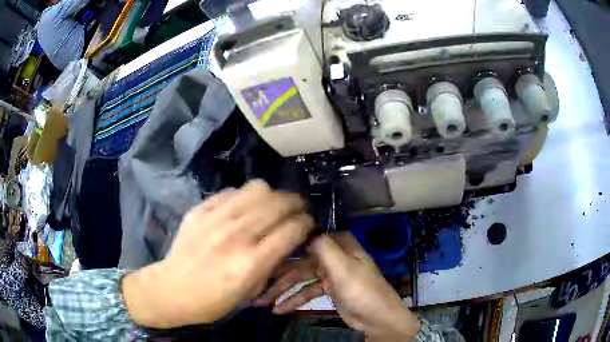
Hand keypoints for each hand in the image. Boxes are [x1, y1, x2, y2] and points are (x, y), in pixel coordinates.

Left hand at [122, 180, 314, 327]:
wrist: (172, 289)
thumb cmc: (214, 300)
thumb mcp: (251, 292)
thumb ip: (273, 263)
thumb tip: (288, 239)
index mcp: (252, 262)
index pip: (291, 229)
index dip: (306, 223)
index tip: (308, 223)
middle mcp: (236, 235)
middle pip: (279, 203)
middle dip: (296, 203)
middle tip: (297, 209)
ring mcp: (216, 218)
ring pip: (257, 189)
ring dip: (272, 195)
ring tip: (272, 205)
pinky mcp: (200, 210)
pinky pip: (231, 192)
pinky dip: (244, 197)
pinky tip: (242, 208)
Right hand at [259, 233, 419, 340]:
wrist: (377, 318)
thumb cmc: (362, 290)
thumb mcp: (343, 268)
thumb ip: (323, 247)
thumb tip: (304, 227)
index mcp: (339, 245)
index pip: (308, 239)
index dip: (287, 244)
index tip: (264, 249)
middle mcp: (333, 256)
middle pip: (300, 263)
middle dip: (279, 275)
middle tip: (257, 283)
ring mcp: (329, 274)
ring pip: (300, 280)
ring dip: (282, 291)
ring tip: (262, 301)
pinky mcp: (327, 290)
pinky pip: (306, 293)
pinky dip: (293, 301)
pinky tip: (278, 309)